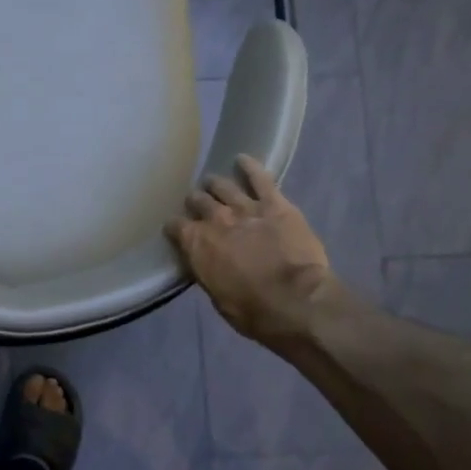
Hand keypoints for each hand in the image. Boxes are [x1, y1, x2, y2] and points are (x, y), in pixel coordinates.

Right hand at [165, 155, 335, 347]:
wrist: (295, 301)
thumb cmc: (252, 310)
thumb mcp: (217, 295)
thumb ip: (207, 270)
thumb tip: (205, 262)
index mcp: (196, 244)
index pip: (175, 226)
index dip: (175, 227)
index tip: (176, 229)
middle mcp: (215, 219)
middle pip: (197, 201)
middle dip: (196, 202)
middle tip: (198, 205)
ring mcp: (245, 208)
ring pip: (223, 187)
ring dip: (216, 185)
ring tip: (214, 183)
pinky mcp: (275, 204)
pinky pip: (260, 178)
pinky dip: (250, 166)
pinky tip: (242, 158)